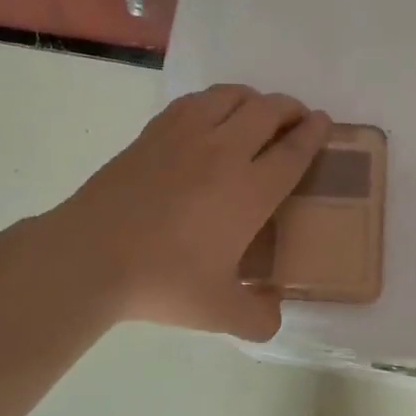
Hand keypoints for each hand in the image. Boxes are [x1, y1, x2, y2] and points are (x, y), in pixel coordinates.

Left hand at [50, 85, 329, 339]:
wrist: (92, 256)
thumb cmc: (163, 281)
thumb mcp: (220, 313)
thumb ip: (258, 318)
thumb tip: (274, 315)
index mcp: (250, 191)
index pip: (294, 150)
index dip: (315, 133)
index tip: (324, 123)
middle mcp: (224, 152)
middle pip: (268, 111)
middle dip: (291, 109)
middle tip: (297, 119)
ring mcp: (184, 136)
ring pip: (230, 96)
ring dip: (253, 99)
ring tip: (256, 113)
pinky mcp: (152, 133)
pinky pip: (194, 102)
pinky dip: (214, 102)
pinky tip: (209, 117)